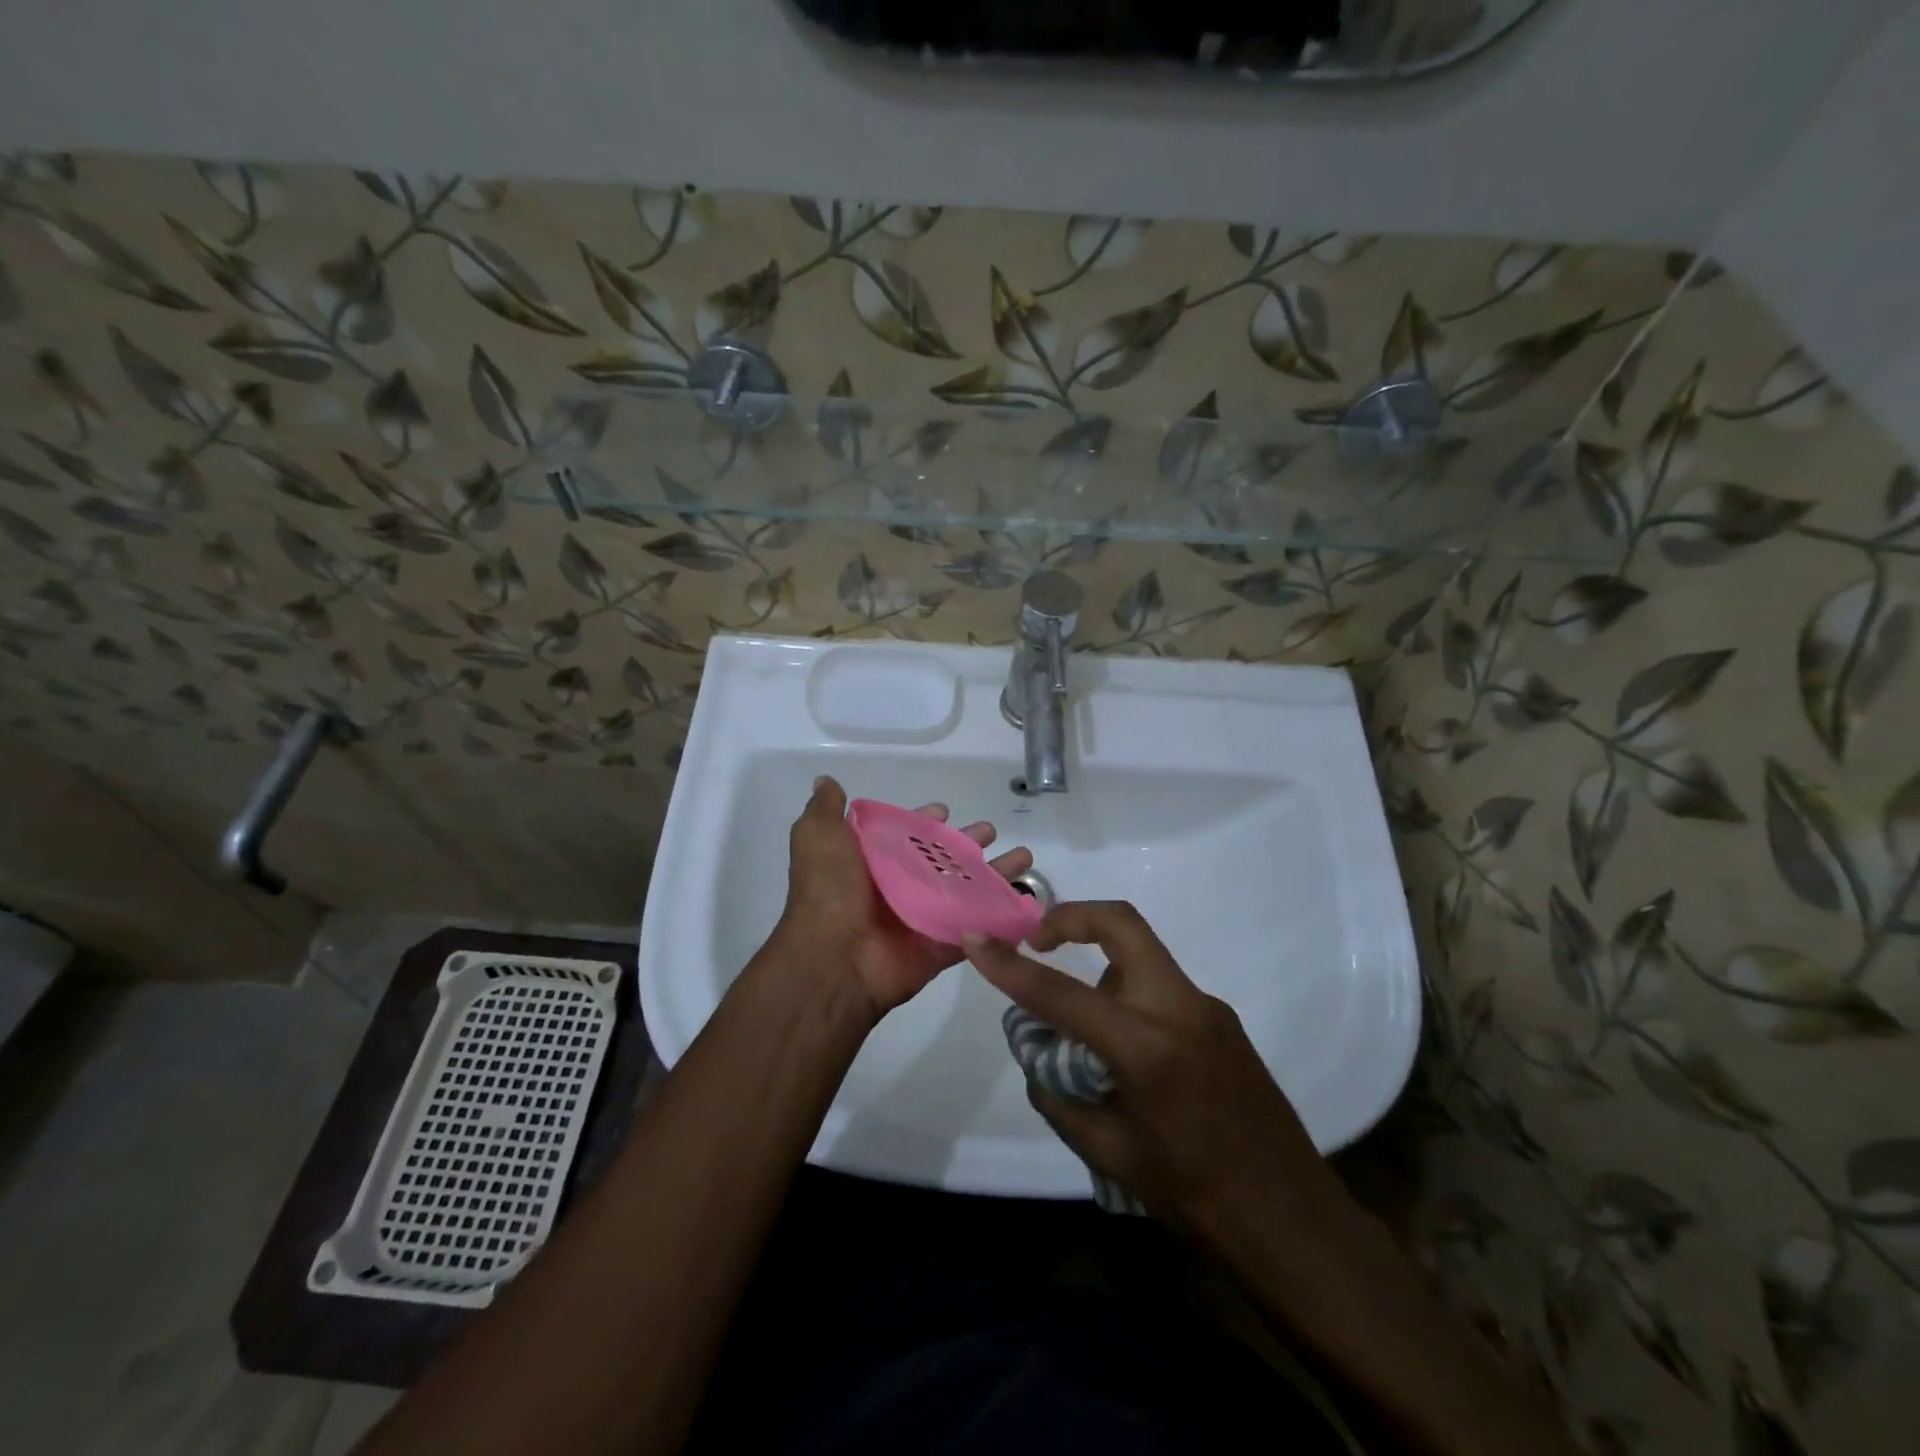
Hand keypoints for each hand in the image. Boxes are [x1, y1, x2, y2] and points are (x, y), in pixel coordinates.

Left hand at [777, 776, 1032, 1020]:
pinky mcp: (943, 944)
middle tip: (991, 831)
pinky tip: (1028, 901)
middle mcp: (899, 886)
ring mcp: (924, 916)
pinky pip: (978, 928)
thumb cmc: (830, 891)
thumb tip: (826, 781)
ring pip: (968, 890)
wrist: (836, 959)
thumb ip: (825, 809)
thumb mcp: (818, 838)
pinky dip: (1002, 917)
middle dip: (969, 844)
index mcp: (872, 862)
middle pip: (943, 860)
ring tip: (1024, 858)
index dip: (925, 821)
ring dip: (996, 875)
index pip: (906, 834)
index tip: (944, 811)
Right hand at [963, 901, 1342, 1245]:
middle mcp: (1179, 1009)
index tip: (976, 940)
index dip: (1010, 967)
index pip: (1061, 994)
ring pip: (1141, 956)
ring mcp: (1207, 1007)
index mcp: (1146, 1048)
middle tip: (1039, 938)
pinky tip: (1128, 1054)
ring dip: (1102, 968)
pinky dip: (1129, 997)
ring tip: (1084, 1030)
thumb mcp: (1109, 1153)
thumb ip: (1059, 1093)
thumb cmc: (1194, 1196)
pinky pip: (1161, 987)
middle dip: (1072, 916)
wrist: (1291, 1220)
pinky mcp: (1222, 1018)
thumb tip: (1038, 1050)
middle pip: (1122, 923)